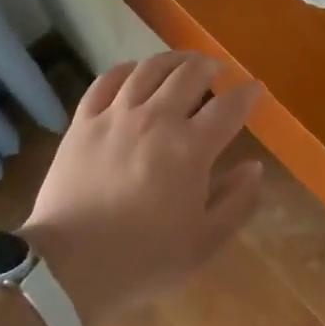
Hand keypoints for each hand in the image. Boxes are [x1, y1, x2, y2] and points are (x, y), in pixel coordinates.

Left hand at [21, 52, 263, 325]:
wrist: (69, 266)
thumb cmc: (143, 260)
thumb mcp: (204, 243)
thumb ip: (236, 202)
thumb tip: (254, 167)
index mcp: (190, 148)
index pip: (228, 108)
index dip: (247, 94)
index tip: (255, 89)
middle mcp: (156, 118)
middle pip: (190, 74)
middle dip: (210, 66)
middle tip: (217, 70)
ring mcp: (116, 114)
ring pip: (150, 68)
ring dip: (173, 60)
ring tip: (183, 63)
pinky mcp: (84, 120)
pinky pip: (108, 79)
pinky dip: (127, 69)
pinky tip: (135, 72)